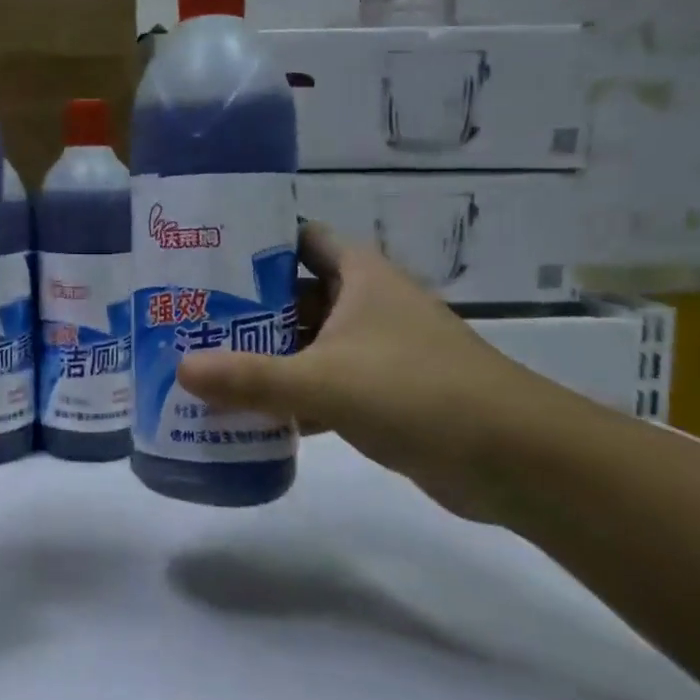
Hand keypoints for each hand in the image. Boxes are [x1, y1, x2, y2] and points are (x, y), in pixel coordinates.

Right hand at [176, 224, 555, 517]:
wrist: (519, 462)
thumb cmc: (419, 393)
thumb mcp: (325, 381)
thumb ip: (251, 377)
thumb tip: (180, 369)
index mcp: (360, 276)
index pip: (300, 238)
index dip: (255, 240)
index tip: (205, 253)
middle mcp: (368, 305)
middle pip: (294, 293)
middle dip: (244, 305)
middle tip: (188, 315)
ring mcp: (377, 351)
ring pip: (305, 342)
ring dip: (263, 354)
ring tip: (204, 361)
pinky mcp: (383, 396)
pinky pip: (321, 385)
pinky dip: (289, 396)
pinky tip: (246, 414)